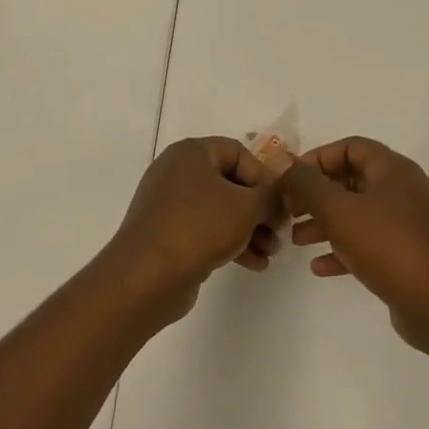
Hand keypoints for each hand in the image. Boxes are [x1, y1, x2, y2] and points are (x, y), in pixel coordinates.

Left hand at [107, 137, 282, 317]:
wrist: (146, 276)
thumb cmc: (199, 227)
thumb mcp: (247, 206)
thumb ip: (271, 194)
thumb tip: (280, 192)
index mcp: (191, 153)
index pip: (238, 152)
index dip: (265, 176)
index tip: (281, 203)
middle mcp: (177, 173)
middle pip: (230, 183)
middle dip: (260, 209)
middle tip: (280, 231)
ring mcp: (169, 205)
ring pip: (220, 210)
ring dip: (250, 229)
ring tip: (271, 253)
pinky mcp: (167, 234)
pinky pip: (206, 230)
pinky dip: (230, 242)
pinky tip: (254, 264)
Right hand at [281, 137, 428, 349]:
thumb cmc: (388, 246)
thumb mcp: (339, 210)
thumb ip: (307, 184)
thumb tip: (282, 161)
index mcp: (393, 170)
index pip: (350, 147)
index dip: (317, 158)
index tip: (290, 180)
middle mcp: (404, 191)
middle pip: (352, 181)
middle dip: (316, 194)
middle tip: (287, 210)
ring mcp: (408, 225)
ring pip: (358, 214)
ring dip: (325, 223)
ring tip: (295, 239)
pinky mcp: (408, 256)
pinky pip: (369, 244)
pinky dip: (343, 250)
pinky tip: (319, 267)